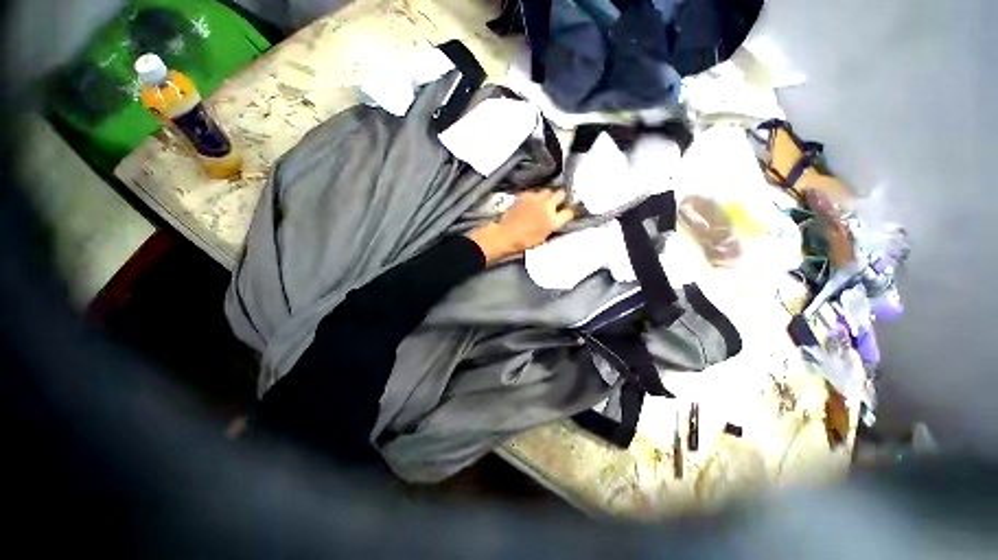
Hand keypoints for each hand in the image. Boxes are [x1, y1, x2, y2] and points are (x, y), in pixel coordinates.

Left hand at [469, 189, 574, 264]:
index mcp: (553, 221)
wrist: (507, 235)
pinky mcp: (525, 195)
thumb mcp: (544, 237)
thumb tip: (556, 219)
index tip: (567, 212)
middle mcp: (547, 206)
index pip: (569, 212)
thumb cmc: (525, 241)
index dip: (569, 212)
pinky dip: (535, 196)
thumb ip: (552, 225)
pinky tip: (531, 202)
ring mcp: (536, 198)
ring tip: (543, 202)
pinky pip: (534, 192)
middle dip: (561, 198)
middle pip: (561, 194)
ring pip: (547, 191)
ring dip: (547, 196)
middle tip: (558, 202)